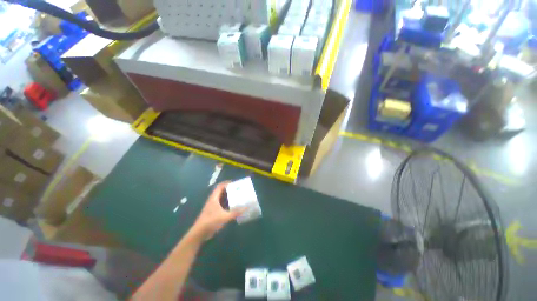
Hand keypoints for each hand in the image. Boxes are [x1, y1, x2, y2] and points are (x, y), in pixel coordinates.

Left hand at [190, 181, 242, 240]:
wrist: (200, 233)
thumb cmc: (211, 222)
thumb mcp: (224, 217)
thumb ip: (235, 212)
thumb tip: (246, 208)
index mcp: (214, 198)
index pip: (220, 186)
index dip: (227, 183)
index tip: (235, 183)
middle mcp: (213, 200)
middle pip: (221, 191)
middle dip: (229, 189)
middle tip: (238, 189)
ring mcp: (213, 206)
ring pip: (221, 198)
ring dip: (228, 196)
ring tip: (237, 195)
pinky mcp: (214, 211)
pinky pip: (222, 204)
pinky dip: (227, 203)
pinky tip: (233, 205)